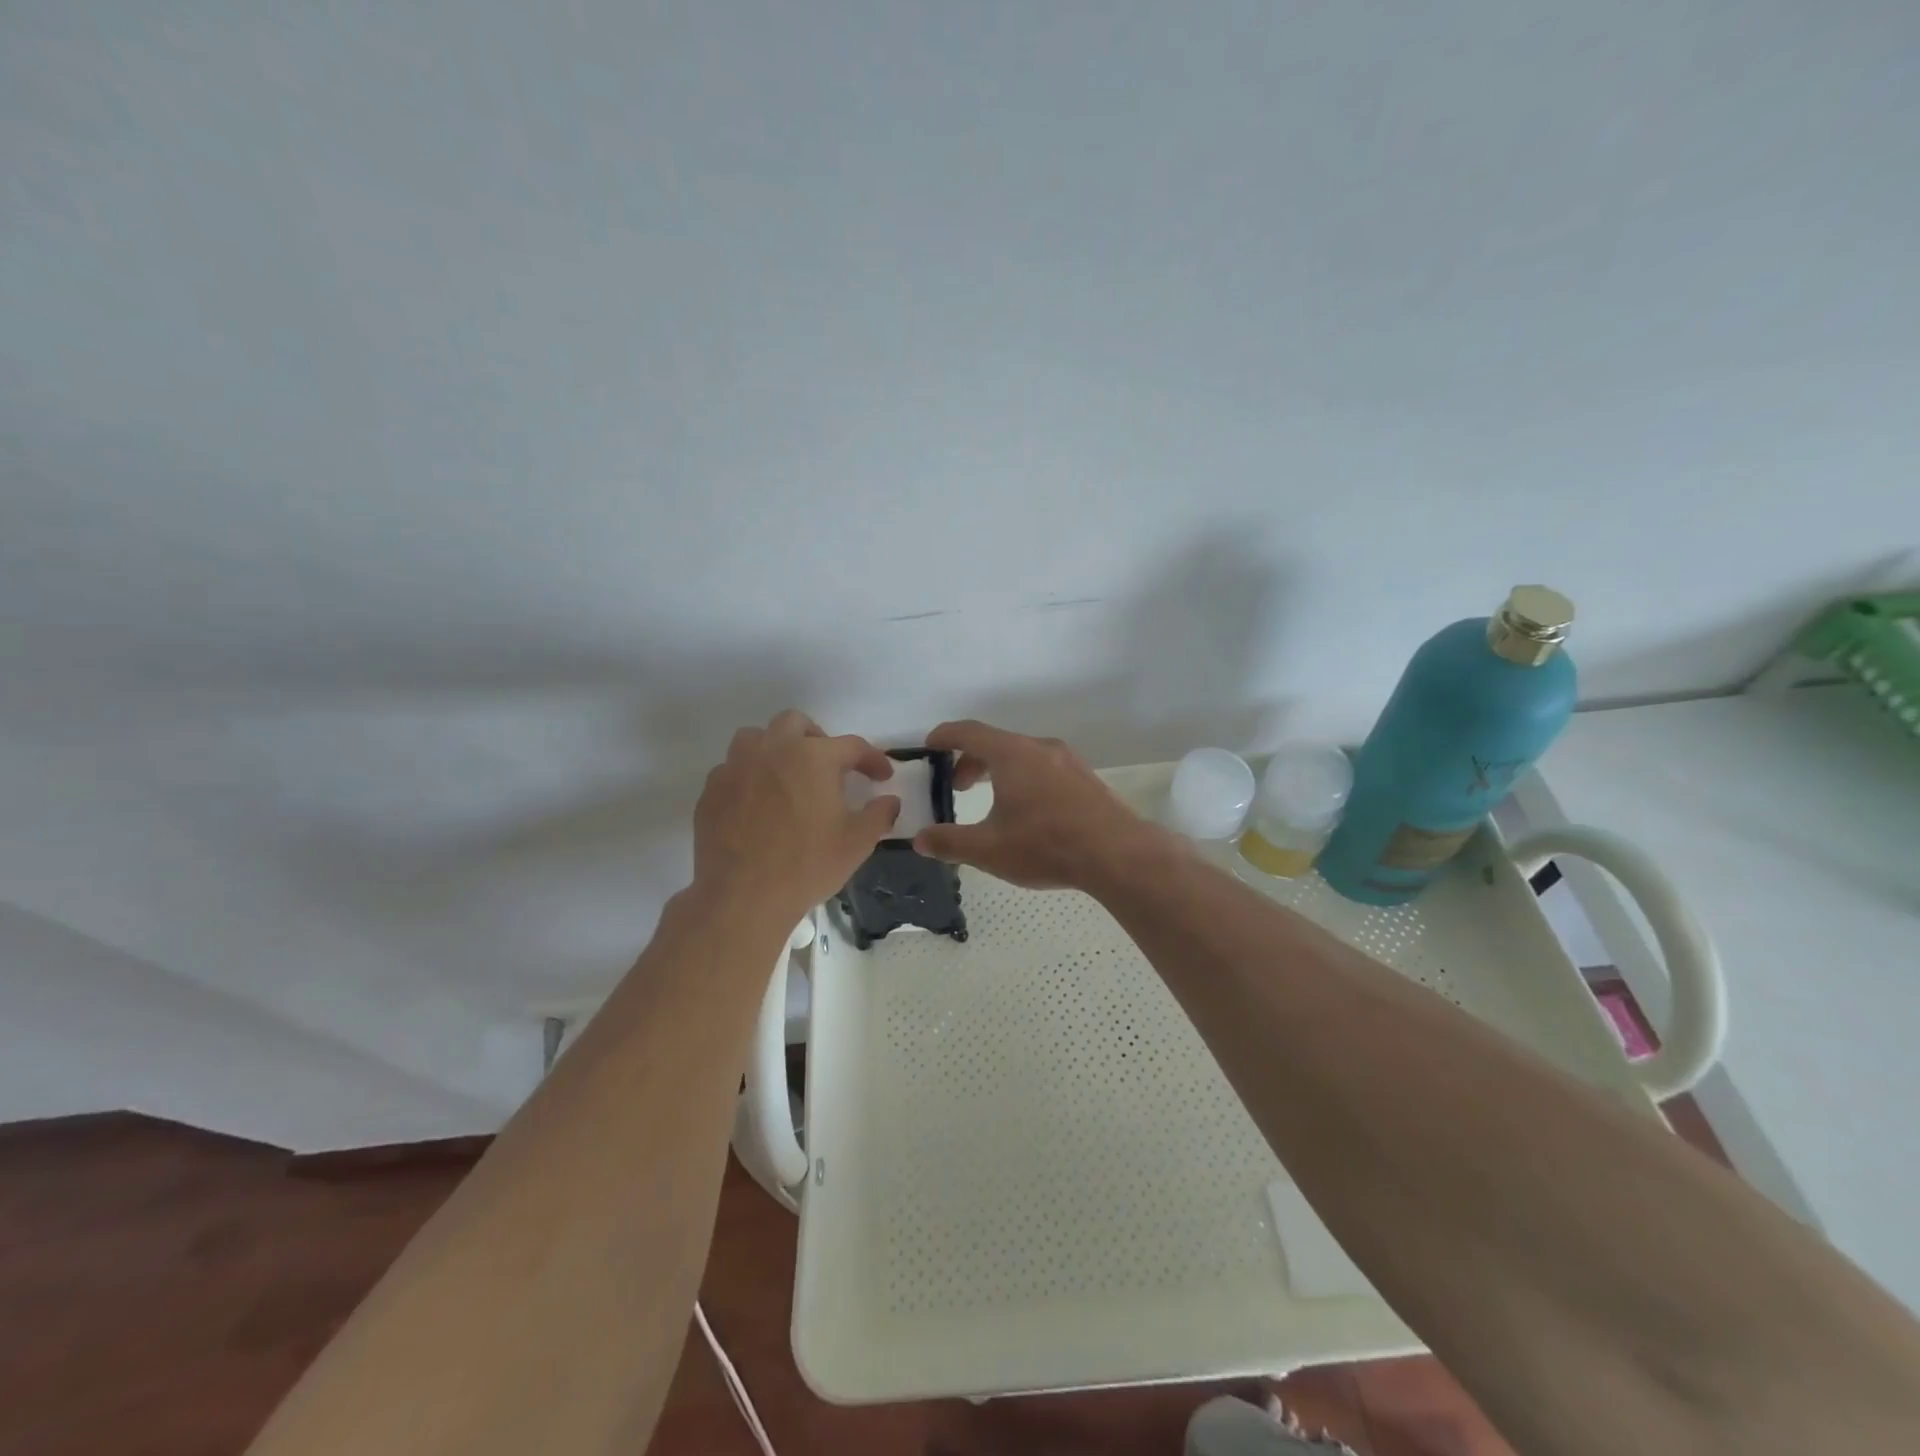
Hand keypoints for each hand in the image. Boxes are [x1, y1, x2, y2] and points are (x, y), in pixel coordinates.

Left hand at [693, 710, 899, 925]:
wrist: (743, 896)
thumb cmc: (807, 865)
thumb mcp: (857, 843)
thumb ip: (879, 815)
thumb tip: (890, 801)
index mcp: (813, 757)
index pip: (851, 746)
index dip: (872, 759)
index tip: (882, 776)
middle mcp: (773, 749)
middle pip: (796, 723)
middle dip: (817, 738)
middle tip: (828, 767)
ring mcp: (736, 767)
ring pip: (756, 737)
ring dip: (775, 748)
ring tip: (786, 776)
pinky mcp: (712, 790)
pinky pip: (731, 768)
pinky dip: (748, 776)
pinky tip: (756, 802)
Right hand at [911, 720, 1164, 890]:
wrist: (1117, 853)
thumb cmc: (1046, 845)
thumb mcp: (989, 849)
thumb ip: (950, 842)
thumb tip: (920, 839)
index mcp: (1012, 754)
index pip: (968, 732)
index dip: (944, 736)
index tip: (929, 746)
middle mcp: (1039, 747)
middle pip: (996, 742)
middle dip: (970, 761)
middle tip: (957, 787)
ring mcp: (1067, 760)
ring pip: (1022, 755)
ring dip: (999, 771)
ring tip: (991, 801)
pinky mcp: (1085, 777)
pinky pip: (1043, 767)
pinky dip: (1023, 778)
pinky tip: (1028, 812)